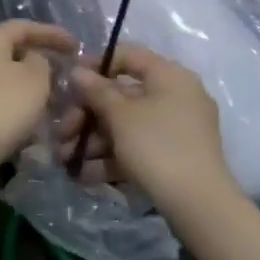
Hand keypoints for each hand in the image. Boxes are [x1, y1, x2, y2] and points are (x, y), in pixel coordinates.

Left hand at [0, 21, 76, 176]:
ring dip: (29, 86)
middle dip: (40, 61)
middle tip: (64, 73)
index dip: (51, 33)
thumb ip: (42, 61)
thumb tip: (33, 59)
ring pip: (5, 77)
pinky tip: (30, 120)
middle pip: (11, 51)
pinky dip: (16, 103)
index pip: (23, 27)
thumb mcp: (35, 79)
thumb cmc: (2, 107)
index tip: (76, 46)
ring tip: (52, 100)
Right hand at [58, 45, 235, 213]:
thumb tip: (77, 70)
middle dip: (87, 116)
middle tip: (62, 133)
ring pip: (126, 126)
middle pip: (122, 97)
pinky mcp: (172, 157)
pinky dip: (111, 158)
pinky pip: (136, 148)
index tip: (69, 79)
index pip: (129, 56)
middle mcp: (176, 97)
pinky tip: (85, 175)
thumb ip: (97, 90)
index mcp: (170, 77)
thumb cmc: (157, 145)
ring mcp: (175, 129)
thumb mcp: (120, 115)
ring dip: (93, 141)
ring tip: (67, 160)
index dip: (96, 64)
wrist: (197, 203)